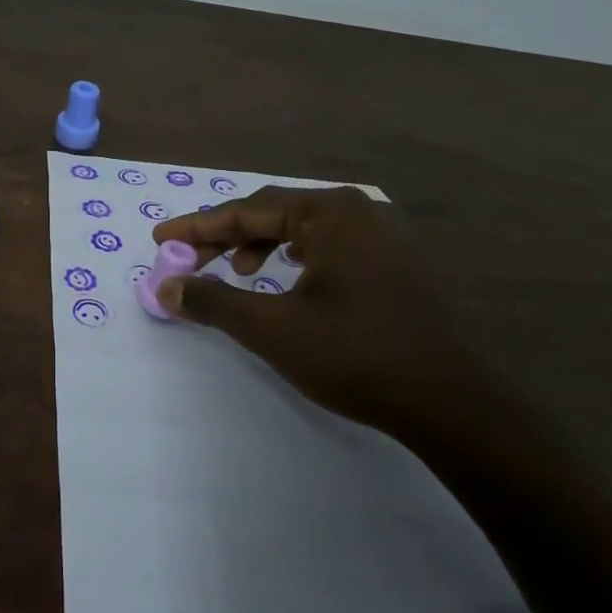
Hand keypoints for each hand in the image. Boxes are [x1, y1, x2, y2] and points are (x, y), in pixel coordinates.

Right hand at [151, 185, 485, 439]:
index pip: (248, 210)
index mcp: (331, 212)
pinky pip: (330, 246)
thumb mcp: (273, 328)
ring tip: (238, 272)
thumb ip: (214, 301)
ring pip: (304, 230)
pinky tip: (288, 279)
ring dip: (261, 246)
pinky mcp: (398, 263)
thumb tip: (165, 288)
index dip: (198, 226)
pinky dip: (296, 258)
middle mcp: (360, 211)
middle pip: (276, 214)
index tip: (160, 239)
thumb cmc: (356, 355)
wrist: (451, 402)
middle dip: (227, 237)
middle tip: (188, 260)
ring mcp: (385, 236)